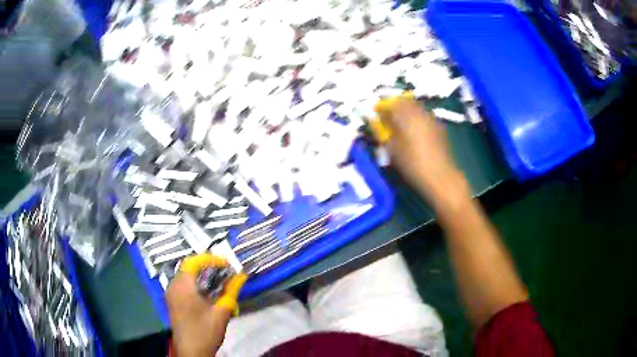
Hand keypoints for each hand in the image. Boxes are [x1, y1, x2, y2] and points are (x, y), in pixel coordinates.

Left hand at [166, 254, 247, 356]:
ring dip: (201, 275)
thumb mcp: (221, 312)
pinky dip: (195, 283)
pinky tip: (208, 292)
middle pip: (188, 267)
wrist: (191, 352)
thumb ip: (231, 292)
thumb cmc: (205, 331)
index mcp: (182, 286)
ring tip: (219, 280)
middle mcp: (173, 286)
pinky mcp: (172, 302)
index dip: (210, 259)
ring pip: (185, 276)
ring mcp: (171, 294)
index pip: (193, 261)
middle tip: (224, 271)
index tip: (226, 264)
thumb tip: (242, 276)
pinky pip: (182, 285)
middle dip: (207, 266)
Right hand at [375, 98, 467, 207]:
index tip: (375, 112)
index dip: (382, 106)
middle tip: (388, 118)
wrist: (440, 176)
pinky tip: (414, 133)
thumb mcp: (391, 148)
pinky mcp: (440, 128)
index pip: (391, 102)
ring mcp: (432, 119)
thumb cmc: (412, 164)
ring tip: (400, 126)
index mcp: (406, 114)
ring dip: (407, 113)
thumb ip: (382, 131)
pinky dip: (417, 120)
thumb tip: (376, 121)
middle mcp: (420, 112)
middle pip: (406, 102)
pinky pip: (424, 117)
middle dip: (395, 107)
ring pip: (416, 109)